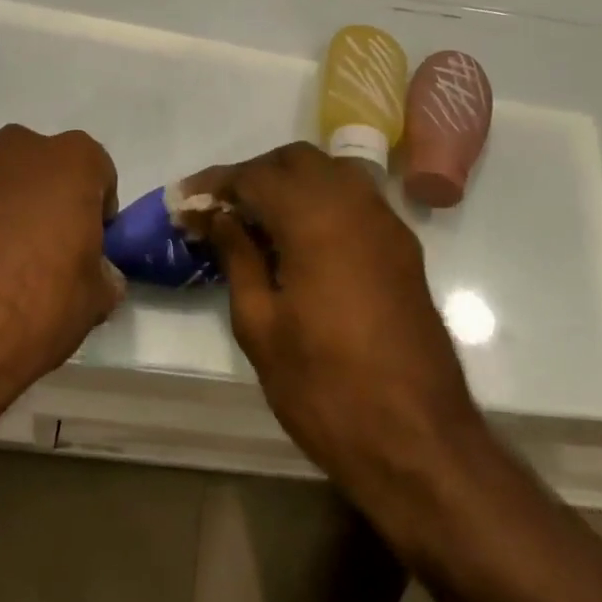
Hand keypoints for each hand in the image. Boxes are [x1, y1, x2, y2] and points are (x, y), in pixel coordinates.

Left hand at [0, 125, 122, 386]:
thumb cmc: (37, 302)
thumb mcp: (95, 299)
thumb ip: (103, 274)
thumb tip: (99, 274)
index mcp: (72, 160)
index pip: (99, 175)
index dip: (97, 214)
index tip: (89, 249)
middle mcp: (22, 149)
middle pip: (50, 172)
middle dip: (53, 204)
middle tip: (53, 254)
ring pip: (8, 187)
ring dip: (14, 214)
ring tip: (10, 269)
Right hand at [182, 143, 479, 499]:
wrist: (417, 440)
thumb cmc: (325, 387)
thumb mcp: (261, 325)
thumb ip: (238, 257)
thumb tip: (219, 217)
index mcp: (316, 219)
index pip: (256, 176)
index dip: (215, 184)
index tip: (184, 201)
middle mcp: (356, 206)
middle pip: (298, 161)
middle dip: (255, 174)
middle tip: (220, 209)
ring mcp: (387, 225)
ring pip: (332, 174)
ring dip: (291, 184)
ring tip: (256, 222)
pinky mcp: (404, 249)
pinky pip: (356, 201)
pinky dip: (322, 202)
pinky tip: (299, 240)